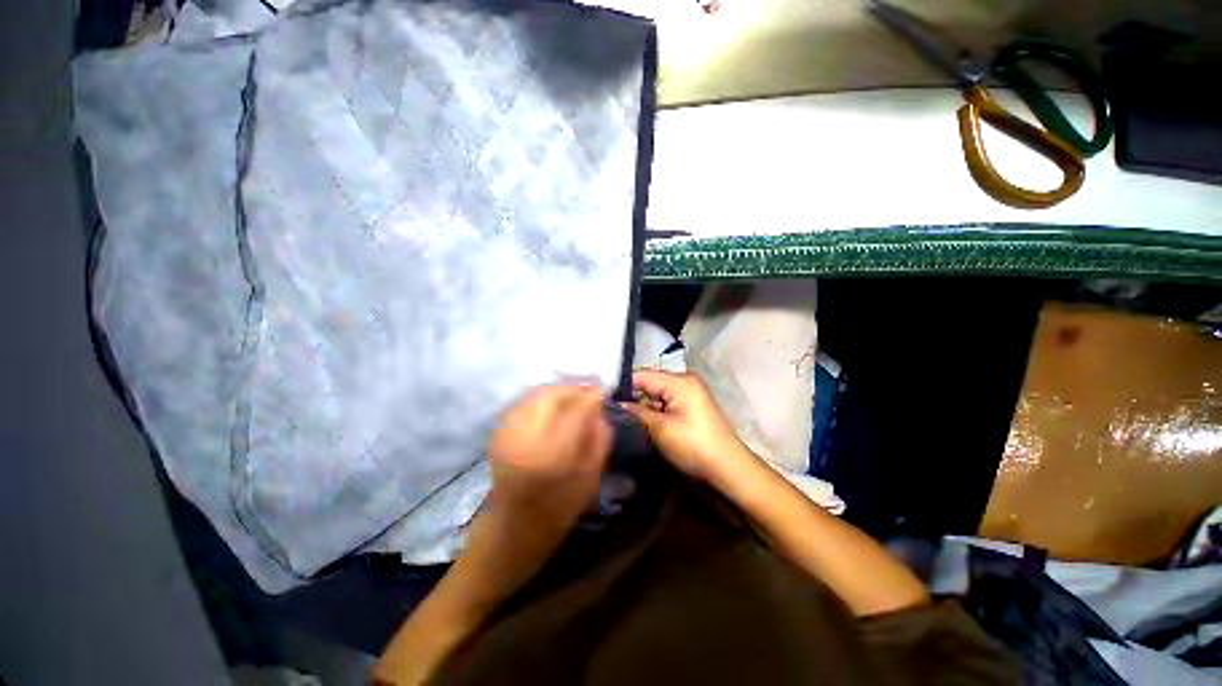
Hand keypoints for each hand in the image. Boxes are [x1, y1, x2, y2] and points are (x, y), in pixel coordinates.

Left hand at [477, 384, 611, 563]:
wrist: (510, 534)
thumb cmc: (556, 515)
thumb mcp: (589, 482)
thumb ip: (599, 441)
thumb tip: (601, 410)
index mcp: (551, 455)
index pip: (576, 410)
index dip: (592, 396)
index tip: (604, 390)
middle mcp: (525, 438)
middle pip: (551, 394)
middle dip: (574, 386)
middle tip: (590, 388)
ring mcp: (507, 434)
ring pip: (535, 394)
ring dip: (558, 389)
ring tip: (573, 394)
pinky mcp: (497, 434)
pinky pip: (523, 403)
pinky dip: (541, 397)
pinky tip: (553, 404)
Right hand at [622, 370, 752, 482]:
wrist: (728, 468)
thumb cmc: (694, 445)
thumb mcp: (661, 429)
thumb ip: (637, 412)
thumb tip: (617, 404)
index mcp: (680, 381)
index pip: (643, 375)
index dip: (623, 385)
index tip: (603, 397)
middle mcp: (685, 381)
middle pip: (651, 383)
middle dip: (633, 396)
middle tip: (610, 410)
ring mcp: (690, 394)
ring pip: (658, 394)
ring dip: (643, 406)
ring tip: (621, 417)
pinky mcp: (692, 406)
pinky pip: (667, 402)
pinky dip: (655, 411)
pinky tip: (642, 422)